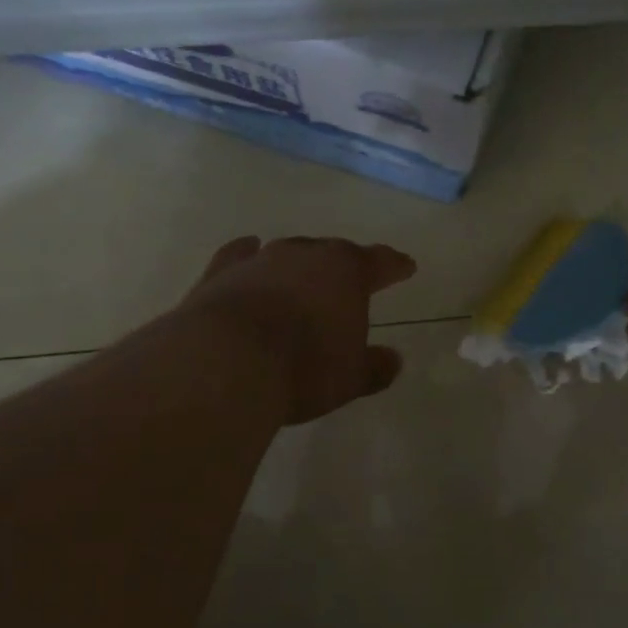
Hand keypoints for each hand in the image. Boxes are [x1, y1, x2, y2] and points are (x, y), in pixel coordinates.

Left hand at [176, 236, 417, 423]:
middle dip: (345, 265)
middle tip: (352, 277)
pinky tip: (250, 250)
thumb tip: (393, 360)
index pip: (380, 262)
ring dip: (299, 263)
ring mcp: (260, 260)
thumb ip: (375, 367)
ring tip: (304, 274)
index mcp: (347, 272)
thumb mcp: (351, 377)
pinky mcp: (220, 273)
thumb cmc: (304, 368)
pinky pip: (240, 255)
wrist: (225, 363)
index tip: (406, 266)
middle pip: (333, 252)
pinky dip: (248, 253)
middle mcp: (305, 255)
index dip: (395, 265)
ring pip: (289, 252)